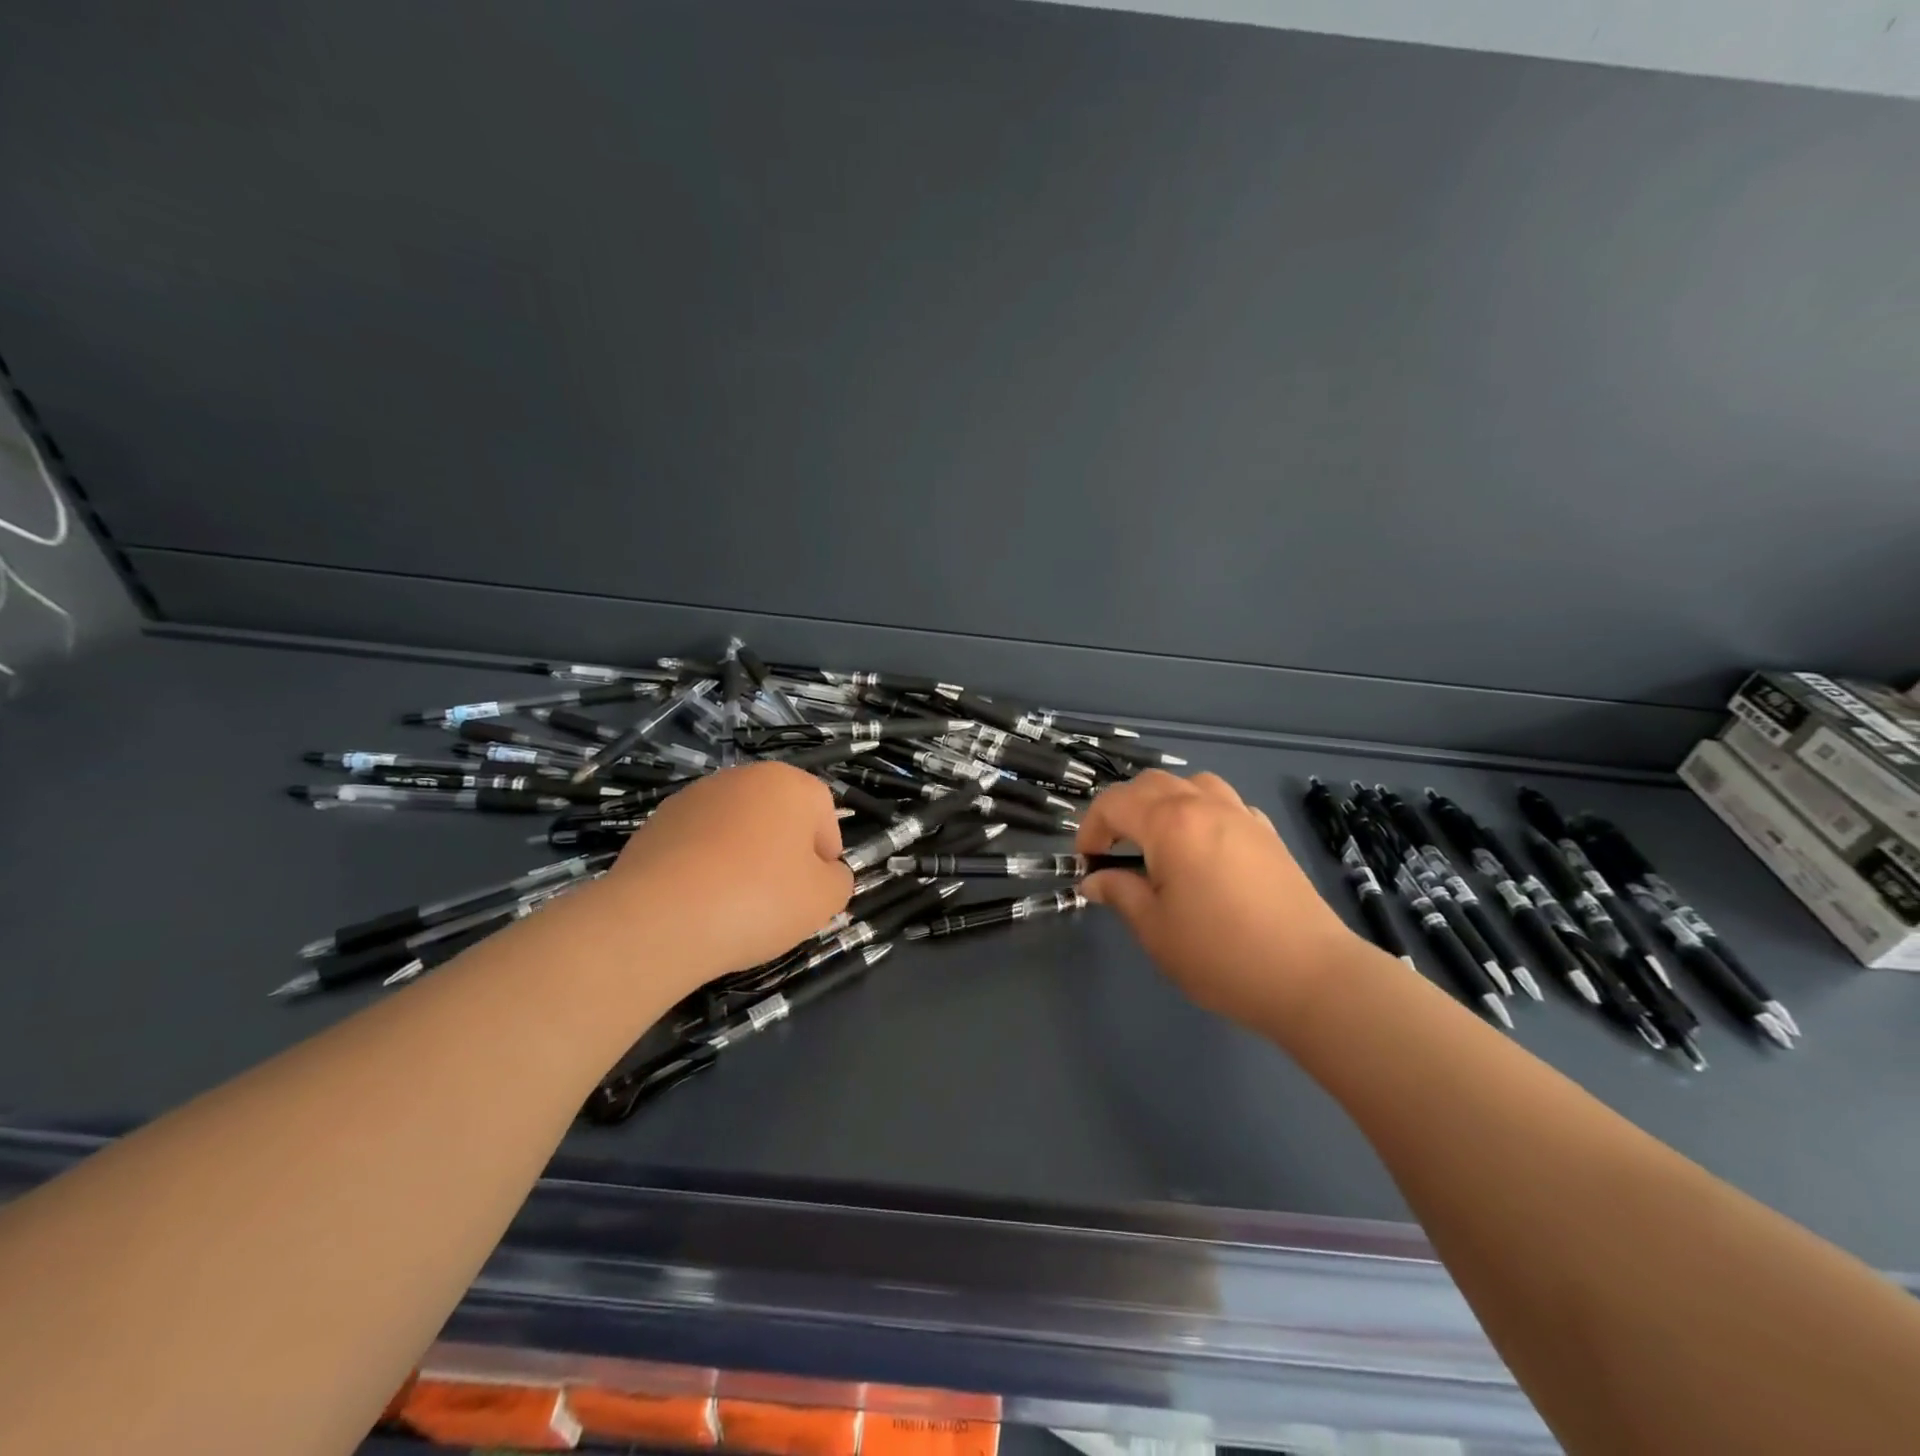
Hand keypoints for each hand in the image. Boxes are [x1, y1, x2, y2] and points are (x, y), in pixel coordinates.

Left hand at [602, 762, 852, 986]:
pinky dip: (704, 868)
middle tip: (779, 899)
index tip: (813, 890)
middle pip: (778, 817)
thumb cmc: (759, 899)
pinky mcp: (655, 824)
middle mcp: (741, 778)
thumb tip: (826, 873)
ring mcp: (693, 798)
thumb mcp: (824, 900)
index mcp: (789, 784)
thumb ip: (839, 880)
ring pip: (736, 830)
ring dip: (743, 859)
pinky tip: (699, 903)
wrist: (659, 918)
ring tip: (734, 906)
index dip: (825, 855)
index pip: (824, 813)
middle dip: (783, 853)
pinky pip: (697, 846)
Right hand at [1076, 770, 1362, 1028]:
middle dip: (1123, 810)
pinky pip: (1224, 803)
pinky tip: (1203, 849)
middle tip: (1114, 850)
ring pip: (1191, 784)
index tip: (1087, 863)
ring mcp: (1241, 815)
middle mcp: (1205, 805)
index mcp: (1170, 823)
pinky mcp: (1267, 833)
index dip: (1090, 828)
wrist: (1310, 976)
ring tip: (1159, 841)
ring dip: (1164, 802)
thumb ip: (1120, 893)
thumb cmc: (1220, 954)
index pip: (1114, 803)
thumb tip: (1095, 880)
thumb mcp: (1155, 929)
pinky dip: (1200, 813)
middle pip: (1150, 784)